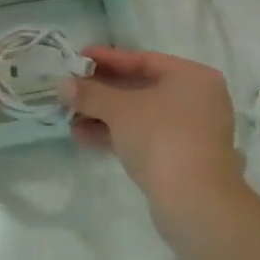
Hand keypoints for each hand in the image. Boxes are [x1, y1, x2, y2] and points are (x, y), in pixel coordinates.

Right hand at [64, 47, 242, 211]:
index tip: (78, 57)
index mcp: (192, 77)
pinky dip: (117, 134)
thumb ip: (90, 93)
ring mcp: (191, 131)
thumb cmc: (161, 139)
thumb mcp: (119, 110)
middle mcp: (197, 99)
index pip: (143, 59)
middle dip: (101, 91)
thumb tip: (63, 84)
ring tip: (69, 117)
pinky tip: (84, 137)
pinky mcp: (181, 157)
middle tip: (70, 90)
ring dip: (103, 115)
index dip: (107, 59)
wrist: (194, 202)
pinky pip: (144, 136)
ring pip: (140, 115)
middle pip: (141, 87)